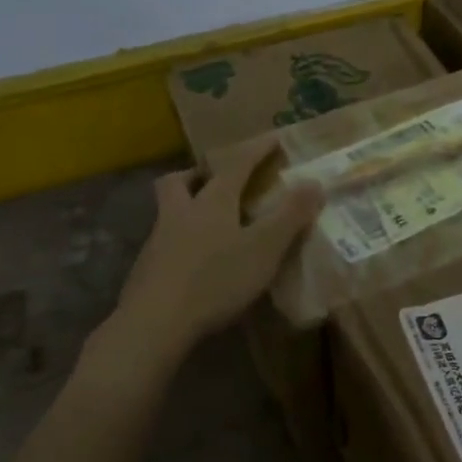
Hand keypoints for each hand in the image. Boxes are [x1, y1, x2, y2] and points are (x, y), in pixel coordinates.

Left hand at [114, 136, 324, 347]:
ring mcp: (158, 241)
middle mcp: (180, 212)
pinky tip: (195, 262)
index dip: (256, 149)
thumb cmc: (215, 279)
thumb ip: (290, 216)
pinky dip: (181, 242)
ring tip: (209, 223)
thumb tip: (314, 182)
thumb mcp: (264, 248)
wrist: (154, 323)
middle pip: (180, 181)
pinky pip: (165, 243)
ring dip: (187, 207)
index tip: (273, 138)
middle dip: (199, 174)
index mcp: (212, 202)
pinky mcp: (146, 270)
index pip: (236, 164)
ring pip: (168, 211)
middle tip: (217, 180)